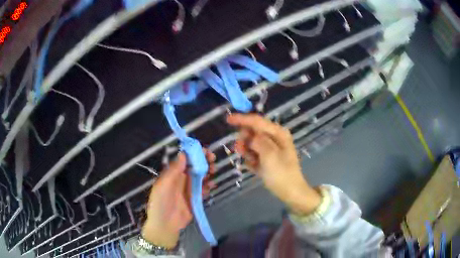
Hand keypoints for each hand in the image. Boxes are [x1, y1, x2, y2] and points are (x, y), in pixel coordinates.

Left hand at [142, 150, 215, 247]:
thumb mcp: (163, 186)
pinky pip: (203, 189)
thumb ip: (173, 171)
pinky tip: (212, 185)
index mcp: (172, 174)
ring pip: (201, 176)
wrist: (165, 225)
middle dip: (204, 161)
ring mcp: (189, 189)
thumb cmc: (160, 203)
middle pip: (194, 166)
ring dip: (208, 172)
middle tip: (212, 158)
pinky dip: (208, 186)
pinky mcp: (195, 198)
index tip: (204, 150)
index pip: (184, 160)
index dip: (194, 153)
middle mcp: (181, 179)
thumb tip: (183, 154)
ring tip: (213, 171)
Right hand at [227, 114, 320, 215]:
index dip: (242, 119)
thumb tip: (250, 137)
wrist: (290, 192)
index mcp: (278, 133)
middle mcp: (274, 138)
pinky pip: (253, 155)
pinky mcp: (266, 159)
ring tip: (251, 161)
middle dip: (244, 139)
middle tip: (240, 149)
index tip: (227, 119)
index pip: (257, 121)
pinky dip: (251, 160)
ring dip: (247, 151)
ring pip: (251, 144)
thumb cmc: (281, 173)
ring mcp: (270, 149)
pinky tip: (254, 167)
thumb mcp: (269, 154)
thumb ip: (258, 141)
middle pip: (253, 132)